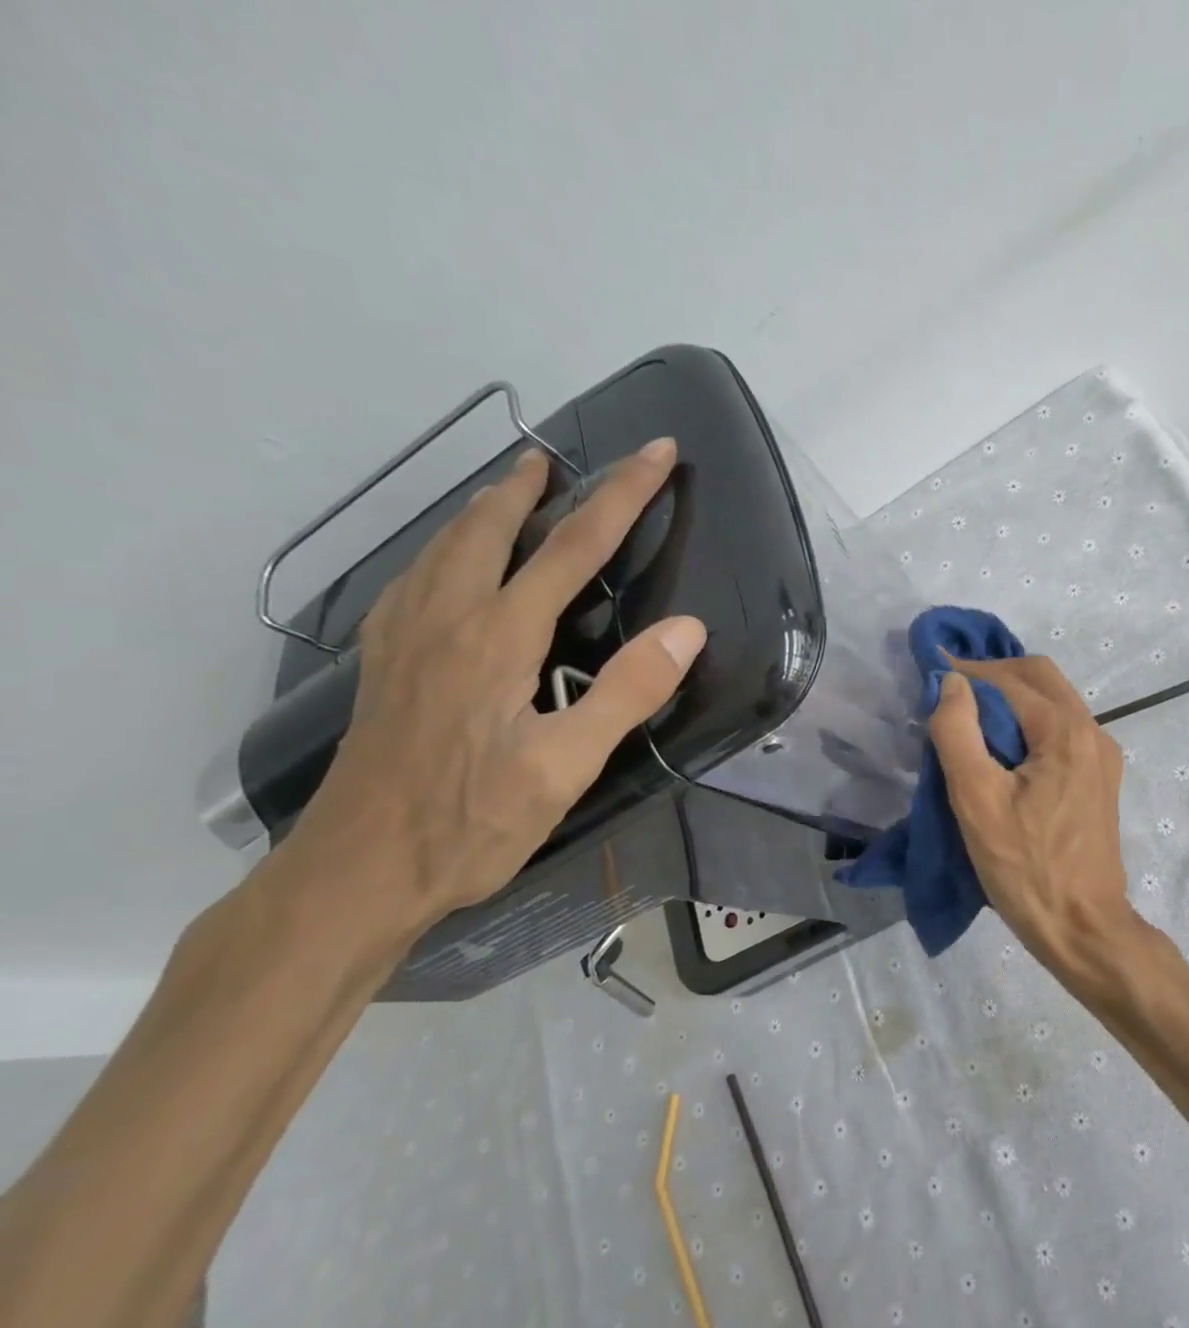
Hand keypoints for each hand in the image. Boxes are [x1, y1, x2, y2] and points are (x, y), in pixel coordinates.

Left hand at [277, 438, 705, 940]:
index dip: (622, 496)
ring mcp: (405, 636)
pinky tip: (447, 561)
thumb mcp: (566, 766)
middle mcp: (447, 617)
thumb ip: (627, 691)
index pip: (572, 546)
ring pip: (445, 545)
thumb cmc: (472, 823)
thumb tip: (687, 628)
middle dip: (537, 485)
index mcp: (498, 636)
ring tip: (511, 486)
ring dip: (485, 507)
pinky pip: (415, 576)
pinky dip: (443, 546)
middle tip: (563, 455)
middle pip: (494, 528)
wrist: (358, 871)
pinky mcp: (384, 661)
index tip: (657, 453)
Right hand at [927, 656, 1144, 989]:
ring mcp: (1101, 757)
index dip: (966, 672)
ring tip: (968, 716)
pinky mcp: (1099, 780)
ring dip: (1011, 697)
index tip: (928, 673)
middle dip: (992, 675)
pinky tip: (1002, 747)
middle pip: (1039, 679)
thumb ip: (958, 732)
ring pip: (1053, 702)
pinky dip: (1028, 722)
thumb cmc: (1026, 868)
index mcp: (1066, 731)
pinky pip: (1061, 730)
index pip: (1009, 680)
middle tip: (949, 690)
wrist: (1083, 928)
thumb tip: (950, 683)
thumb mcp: (977, 800)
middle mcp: (1092, 732)